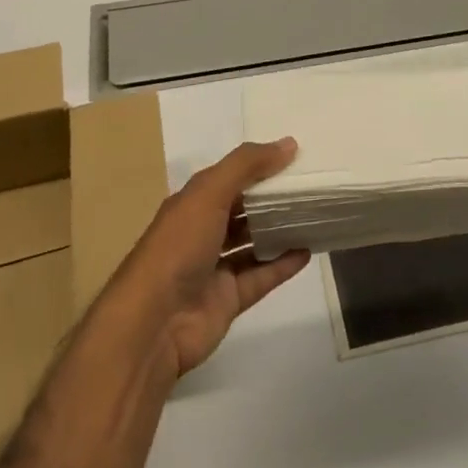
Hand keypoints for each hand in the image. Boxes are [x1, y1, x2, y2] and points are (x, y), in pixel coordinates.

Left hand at [100, 138, 310, 381]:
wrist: (153, 323)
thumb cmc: (178, 247)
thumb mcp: (209, 193)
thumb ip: (247, 166)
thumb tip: (289, 144)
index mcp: (192, 204)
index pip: (229, 177)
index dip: (258, 166)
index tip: (295, 157)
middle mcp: (202, 232)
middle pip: (242, 210)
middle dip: (271, 198)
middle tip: (312, 186)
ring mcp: (214, 268)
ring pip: (252, 244)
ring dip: (279, 231)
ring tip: (314, 215)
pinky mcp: (228, 299)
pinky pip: (261, 277)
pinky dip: (282, 265)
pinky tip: (308, 251)